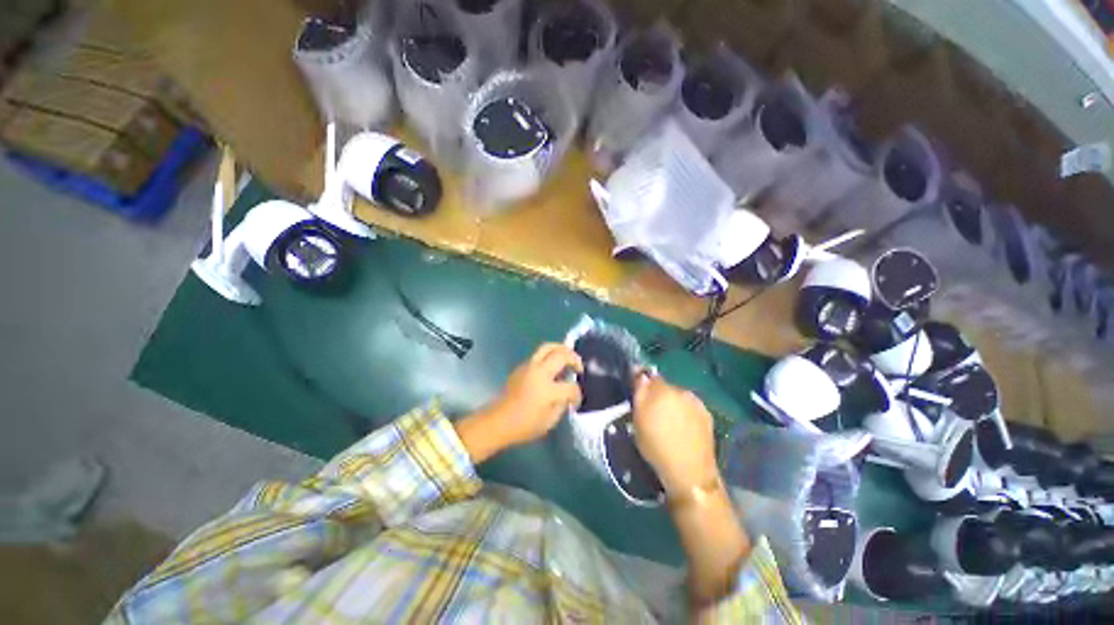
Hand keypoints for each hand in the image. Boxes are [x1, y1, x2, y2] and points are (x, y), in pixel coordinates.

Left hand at [457, 344, 582, 462]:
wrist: (497, 421)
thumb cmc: (524, 426)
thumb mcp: (549, 422)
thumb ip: (562, 405)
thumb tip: (567, 396)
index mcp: (548, 390)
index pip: (571, 387)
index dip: (577, 394)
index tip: (576, 400)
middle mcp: (539, 372)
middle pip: (561, 355)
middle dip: (574, 359)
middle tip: (579, 367)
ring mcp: (529, 366)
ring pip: (548, 347)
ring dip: (561, 350)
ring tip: (568, 358)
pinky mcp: (521, 366)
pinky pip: (539, 354)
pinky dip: (549, 355)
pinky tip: (552, 367)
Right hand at [632, 373, 719, 496]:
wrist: (690, 472)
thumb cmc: (656, 446)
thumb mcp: (638, 420)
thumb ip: (640, 392)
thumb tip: (640, 373)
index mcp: (661, 389)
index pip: (648, 376)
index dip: (642, 383)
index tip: (637, 394)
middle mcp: (681, 390)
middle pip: (664, 386)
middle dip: (657, 394)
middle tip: (651, 412)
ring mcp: (696, 402)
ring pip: (677, 397)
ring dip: (671, 403)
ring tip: (668, 422)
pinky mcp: (706, 415)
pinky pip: (689, 407)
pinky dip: (684, 413)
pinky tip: (682, 428)